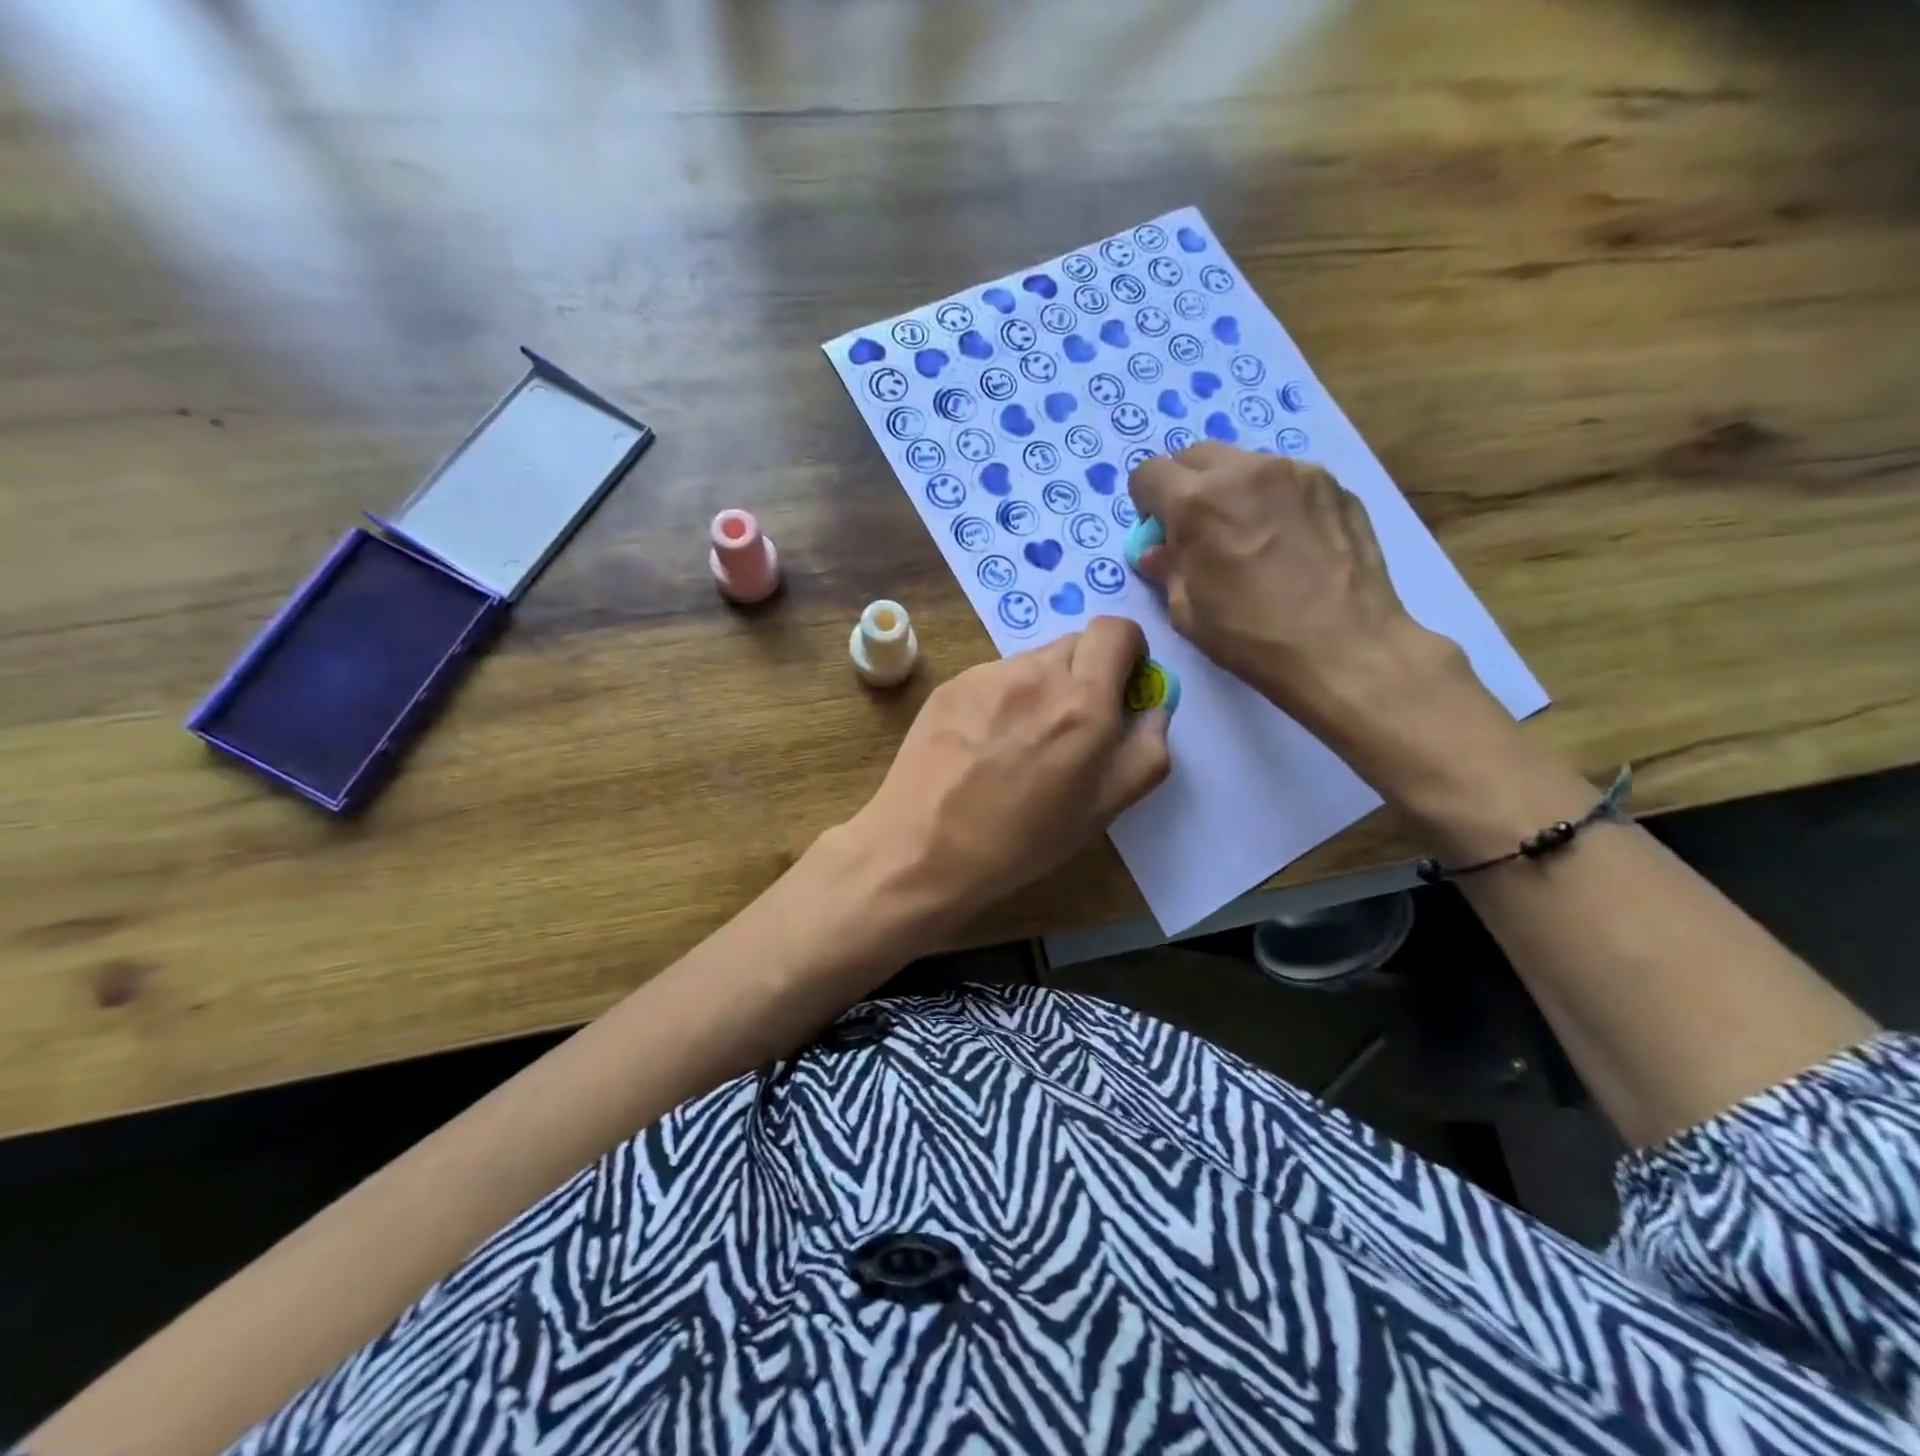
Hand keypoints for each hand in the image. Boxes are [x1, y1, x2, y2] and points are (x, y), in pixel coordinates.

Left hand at [846, 616, 1170, 925]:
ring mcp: (987, 675)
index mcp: (1083, 701)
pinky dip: (1003, 698)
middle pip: (1075, 643)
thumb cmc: (1022, 839)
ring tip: (1020, 743)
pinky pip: (993, 677)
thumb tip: (1155, 708)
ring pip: (1032, 661)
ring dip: (1042, 687)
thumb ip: (1145, 751)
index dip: (1128, 650)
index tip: (1122, 684)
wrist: (923, 847)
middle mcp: (1036, 673)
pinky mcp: (951, 684)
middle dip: (1087, 673)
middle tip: (1072, 725)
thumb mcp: (1103, 809)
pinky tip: (983, 744)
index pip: (1117, 629)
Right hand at [1128, 443, 1486, 784]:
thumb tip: (1158, 552)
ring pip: (1243, 464)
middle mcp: (1244, 471)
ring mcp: (1295, 471)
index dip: (1146, 503)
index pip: (1148, 473)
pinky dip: (1274, 500)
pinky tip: (1289, 543)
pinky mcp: (1333, 483)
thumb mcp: (1189, 613)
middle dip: (1186, 487)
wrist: (1346, 649)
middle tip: (1199, 530)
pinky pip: (1286, 479)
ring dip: (1232, 490)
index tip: (1159, 530)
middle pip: (1194, 455)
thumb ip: (1168, 569)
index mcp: (1197, 503)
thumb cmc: (1253, 638)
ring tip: (1250, 537)